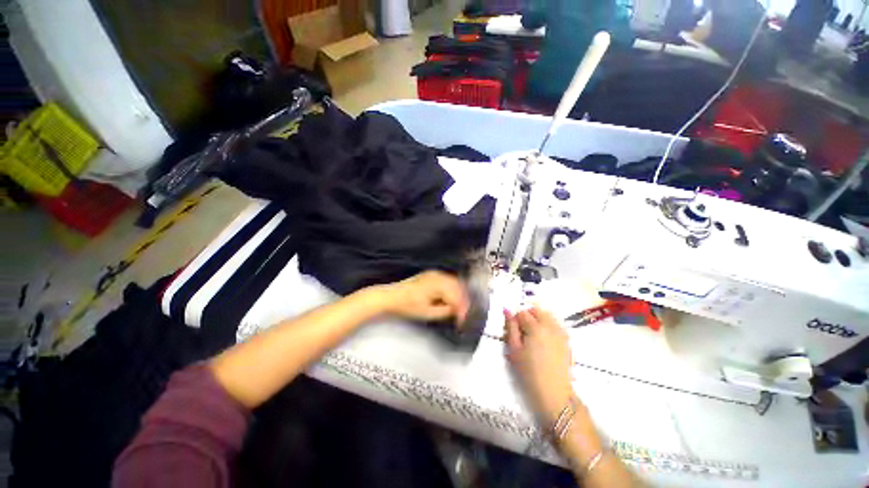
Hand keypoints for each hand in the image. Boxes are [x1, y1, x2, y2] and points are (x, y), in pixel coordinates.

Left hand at [379, 271, 469, 322]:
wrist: (391, 297)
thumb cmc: (406, 305)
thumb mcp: (428, 313)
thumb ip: (445, 311)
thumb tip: (456, 311)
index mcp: (437, 284)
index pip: (456, 296)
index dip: (462, 308)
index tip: (463, 319)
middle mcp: (437, 276)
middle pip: (458, 286)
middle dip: (462, 300)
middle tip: (463, 314)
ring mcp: (434, 274)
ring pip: (454, 282)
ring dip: (458, 294)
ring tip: (458, 308)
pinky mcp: (431, 275)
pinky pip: (447, 281)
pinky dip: (452, 290)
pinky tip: (450, 299)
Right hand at [505, 307, 575, 425]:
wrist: (554, 393)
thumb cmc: (529, 372)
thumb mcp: (514, 349)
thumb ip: (510, 327)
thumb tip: (507, 310)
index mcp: (536, 327)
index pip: (522, 312)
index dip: (515, 319)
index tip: (512, 330)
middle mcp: (551, 326)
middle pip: (537, 310)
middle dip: (528, 315)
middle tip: (522, 331)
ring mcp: (561, 333)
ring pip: (548, 315)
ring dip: (539, 319)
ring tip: (533, 334)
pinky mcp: (567, 340)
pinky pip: (556, 324)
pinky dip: (548, 325)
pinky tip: (544, 339)